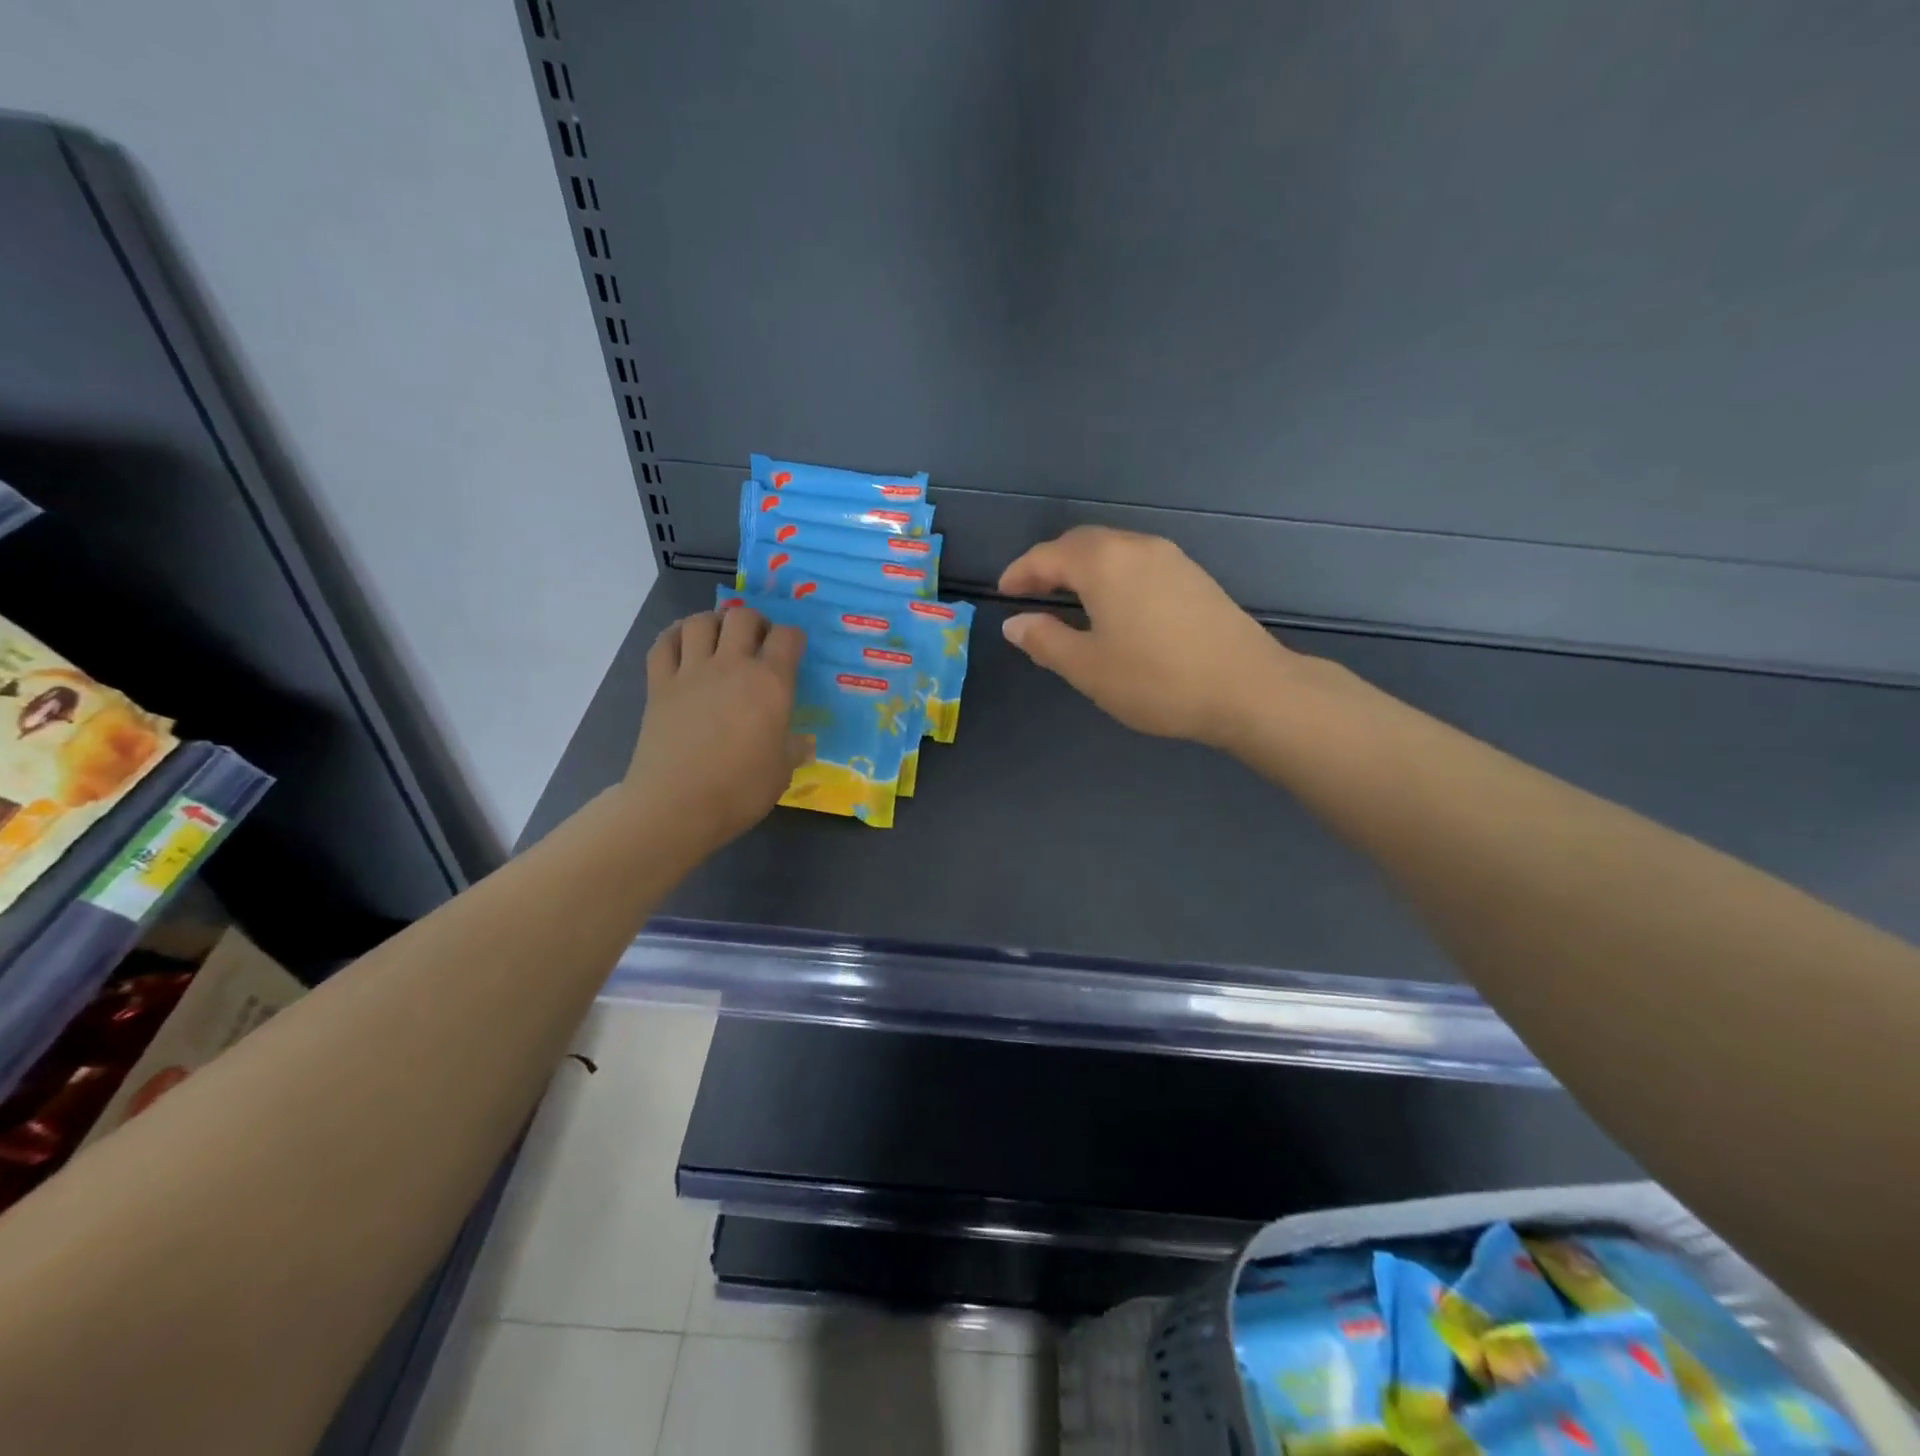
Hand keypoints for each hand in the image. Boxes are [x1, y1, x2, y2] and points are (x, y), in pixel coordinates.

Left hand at [624, 608, 808, 854]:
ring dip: (714, 622)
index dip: (793, 637)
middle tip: (758, 639)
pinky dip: (675, 636)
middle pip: (743, 617)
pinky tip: (683, 645)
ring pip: (700, 622)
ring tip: (720, 637)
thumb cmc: (739, 790)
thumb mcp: (782, 772)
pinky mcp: (659, 684)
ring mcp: (691, 672)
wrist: (676, 805)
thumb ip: (793, 749)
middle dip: (755, 621)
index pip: (787, 638)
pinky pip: (664, 643)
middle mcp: (732, 666)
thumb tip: (802, 743)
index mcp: (771, 684)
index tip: (794, 649)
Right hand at [997, 527, 1300, 748]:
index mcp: (1103, 563)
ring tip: (1067, 598)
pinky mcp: (1194, 575)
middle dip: (1051, 564)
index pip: (1048, 556)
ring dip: (1083, 568)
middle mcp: (1136, 547)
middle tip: (1031, 592)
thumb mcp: (1089, 668)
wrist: (1248, 688)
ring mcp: (1171, 558)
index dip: (1020, 572)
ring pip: (1113, 550)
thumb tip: (1015, 623)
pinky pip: (1137, 562)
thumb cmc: (1156, 680)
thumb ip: (1045, 641)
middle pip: (1081, 543)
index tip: (1003, 592)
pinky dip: (1112, 574)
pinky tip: (1113, 605)